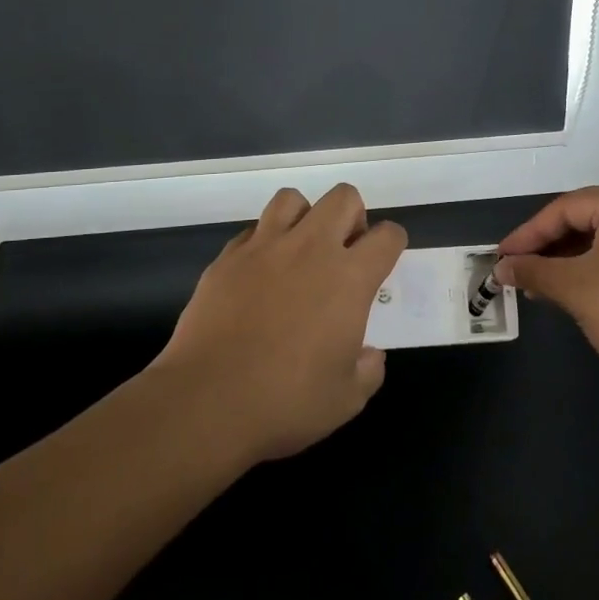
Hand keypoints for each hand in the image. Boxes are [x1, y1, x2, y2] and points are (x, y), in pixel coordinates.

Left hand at [151, 183, 405, 462]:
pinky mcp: (227, 258)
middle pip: (343, 197)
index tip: (383, 263)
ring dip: (305, 217)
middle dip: (352, 216)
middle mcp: (310, 249)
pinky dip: (265, 242)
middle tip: (343, 253)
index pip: (387, 237)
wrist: (207, 401)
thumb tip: (367, 354)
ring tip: (300, 251)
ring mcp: (264, 248)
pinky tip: (261, 273)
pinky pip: (253, 229)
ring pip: (292, 199)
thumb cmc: (286, 402)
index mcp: (349, 279)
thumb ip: (368, 369)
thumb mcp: (347, 399)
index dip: (392, 244)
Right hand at [496, 183, 598, 412]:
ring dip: (570, 262)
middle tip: (516, 272)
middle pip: (586, 220)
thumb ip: (535, 272)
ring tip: (540, 287)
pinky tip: (575, 291)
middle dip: (548, 248)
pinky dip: (596, 270)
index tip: (500, 258)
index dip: (528, 235)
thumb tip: (501, 268)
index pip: (566, 209)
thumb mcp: (578, 291)